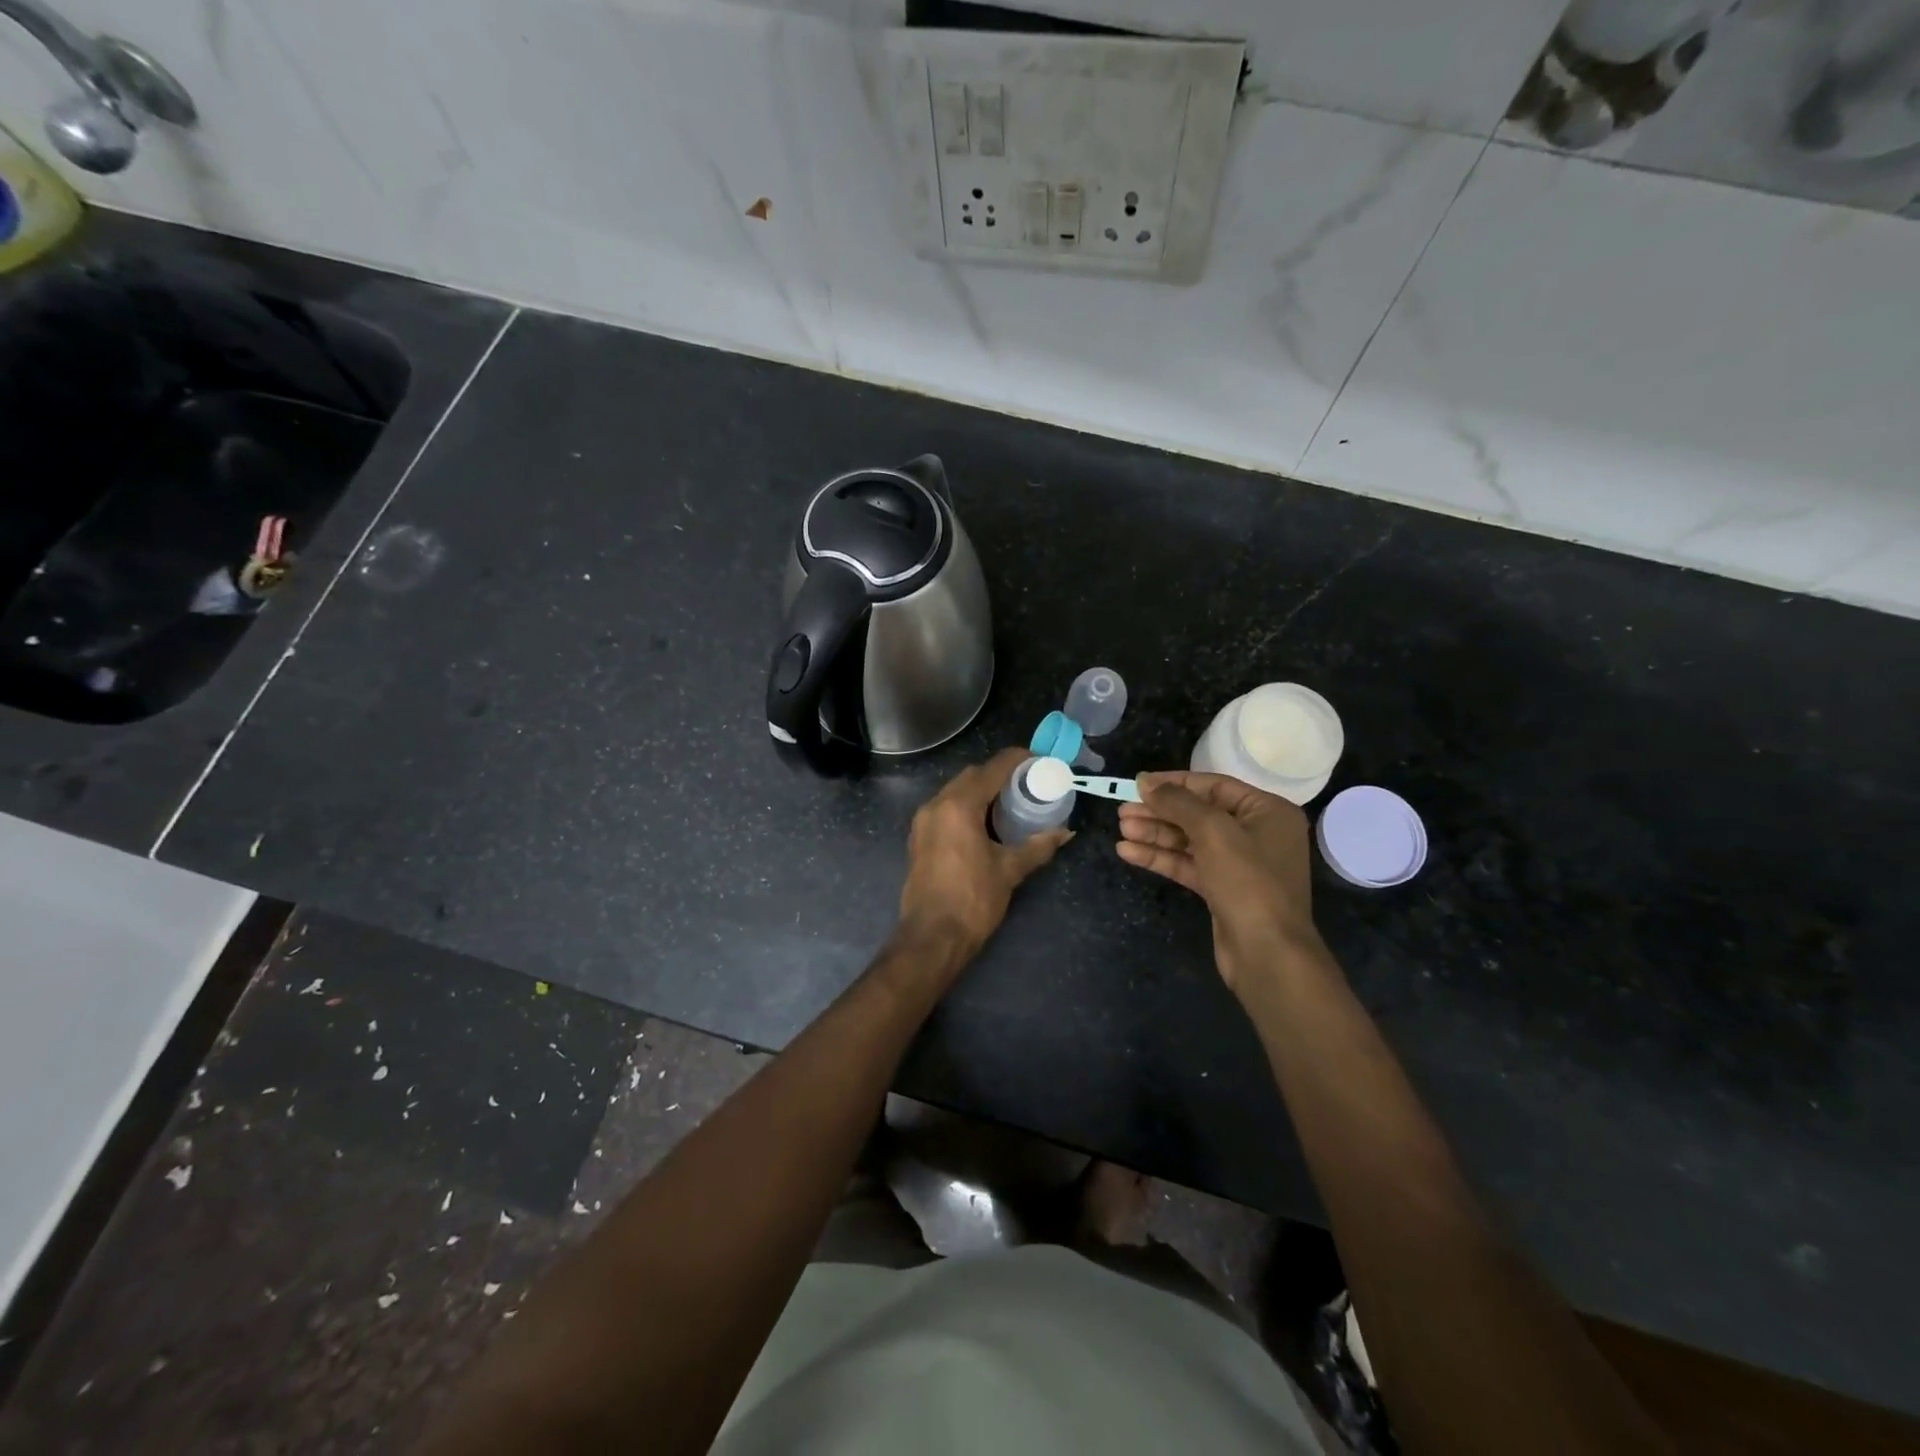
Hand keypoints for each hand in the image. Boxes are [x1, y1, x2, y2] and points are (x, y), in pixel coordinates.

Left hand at [898, 747, 1071, 967]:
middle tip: (1027, 781)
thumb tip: (1065, 832)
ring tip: (1009, 800)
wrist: (932, 937)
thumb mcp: (1009, 870)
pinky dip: (965, 806)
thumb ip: (1038, 846)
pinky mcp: (918, 838)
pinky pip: (945, 808)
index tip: (1038, 759)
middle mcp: (935, 805)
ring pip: (955, 791)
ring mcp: (923, 821)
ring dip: (980, 790)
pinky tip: (985, 822)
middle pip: (970, 776)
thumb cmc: (973, 900)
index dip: (1016, 760)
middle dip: (998, 774)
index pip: (991, 769)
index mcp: (958, 806)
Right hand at [1116, 771, 1320, 990]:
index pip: (1214, 786)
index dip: (1174, 783)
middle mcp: (1256, 833)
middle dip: (1160, 812)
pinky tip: (1128, 852)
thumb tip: (1146, 781)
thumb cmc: (1248, 881)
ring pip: (1189, 841)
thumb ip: (1178, 802)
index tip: (1138, 783)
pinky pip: (1188, 864)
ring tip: (1121, 828)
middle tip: (1122, 810)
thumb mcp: (1213, 831)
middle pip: (1198, 814)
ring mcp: (1239, 864)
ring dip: (1155, 834)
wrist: (1267, 953)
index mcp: (1267, 811)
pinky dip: (1160, 857)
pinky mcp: (1222, 889)